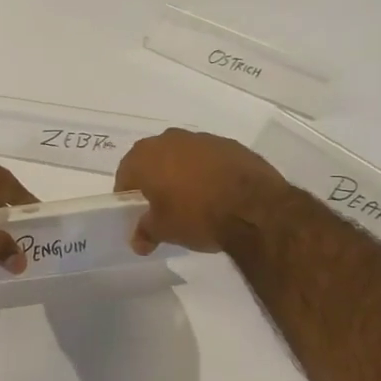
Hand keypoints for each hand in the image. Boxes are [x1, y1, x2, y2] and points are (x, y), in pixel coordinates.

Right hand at [114, 129, 289, 254]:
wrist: (254, 208)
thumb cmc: (197, 216)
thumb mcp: (164, 231)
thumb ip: (145, 232)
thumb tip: (138, 242)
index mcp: (146, 156)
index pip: (125, 173)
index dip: (128, 194)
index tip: (137, 212)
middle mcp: (170, 139)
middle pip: (153, 159)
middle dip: (155, 179)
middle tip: (163, 205)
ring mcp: (202, 139)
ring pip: (182, 155)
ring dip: (182, 172)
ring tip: (193, 200)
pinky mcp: (230, 144)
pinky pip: (209, 158)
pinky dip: (208, 171)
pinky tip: (217, 193)